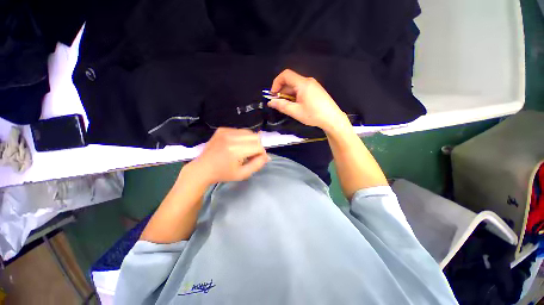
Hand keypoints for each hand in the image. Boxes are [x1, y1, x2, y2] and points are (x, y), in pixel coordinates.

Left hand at [190, 128, 268, 183]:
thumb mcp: (243, 174)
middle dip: (257, 146)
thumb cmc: (223, 173)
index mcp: (235, 150)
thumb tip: (267, 156)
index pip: (258, 146)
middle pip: (255, 137)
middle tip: (251, 154)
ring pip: (249, 132)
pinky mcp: (222, 129)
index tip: (257, 159)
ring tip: (244, 150)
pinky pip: (240, 130)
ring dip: (250, 141)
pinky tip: (236, 145)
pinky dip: (242, 137)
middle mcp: (231, 137)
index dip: (261, 153)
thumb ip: (257, 164)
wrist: (203, 168)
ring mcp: (225, 131)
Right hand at [267, 69, 350, 132]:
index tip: (273, 94)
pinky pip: (302, 90)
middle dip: (282, 91)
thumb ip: (282, 106)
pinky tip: (296, 106)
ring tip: (288, 107)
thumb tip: (270, 102)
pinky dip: (295, 96)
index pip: (285, 75)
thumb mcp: (296, 111)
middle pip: (290, 81)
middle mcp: (308, 81)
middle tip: (279, 104)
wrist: (332, 119)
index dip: (276, 82)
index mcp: (303, 84)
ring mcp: (313, 85)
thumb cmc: (314, 115)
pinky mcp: (316, 90)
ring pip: (296, 86)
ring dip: (288, 95)